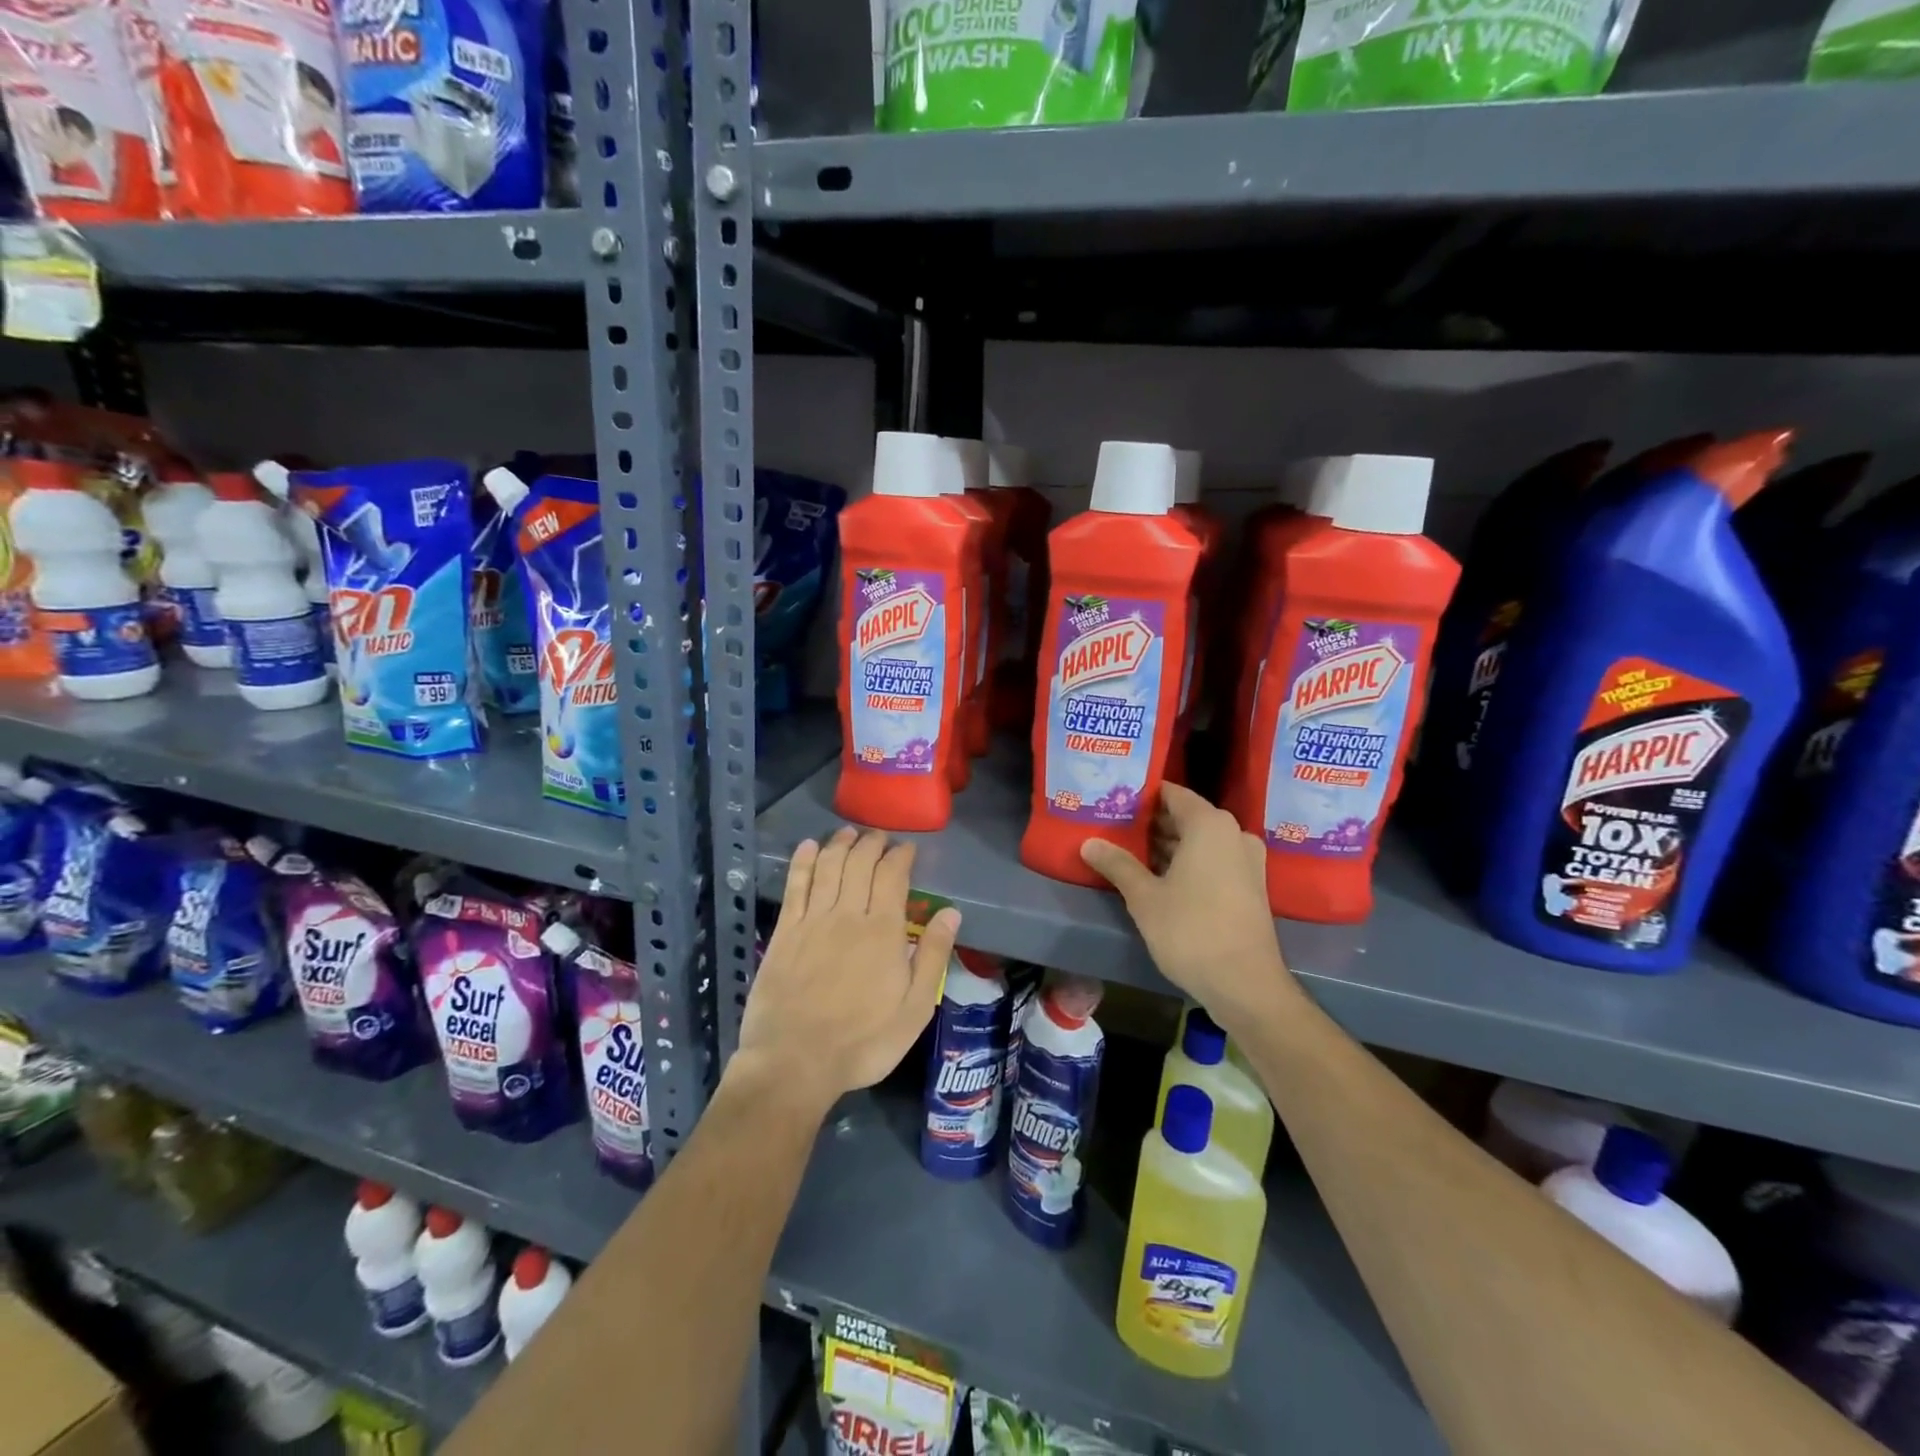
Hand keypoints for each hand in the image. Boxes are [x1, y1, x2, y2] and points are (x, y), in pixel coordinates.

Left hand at [733, 826, 960, 1117]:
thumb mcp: (915, 1008)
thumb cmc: (863, 1041)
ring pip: (828, 867)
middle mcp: (847, 914)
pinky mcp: (784, 932)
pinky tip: (808, 847)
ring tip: (848, 832)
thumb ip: (934, 956)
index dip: (900, 856)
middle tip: (879, 836)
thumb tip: (951, 912)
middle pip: (860, 863)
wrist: (795, 1062)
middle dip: (872, 843)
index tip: (907, 848)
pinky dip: (802, 862)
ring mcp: (812, 921)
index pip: (892, 876)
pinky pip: (795, 886)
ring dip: (839, 844)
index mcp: (883, 930)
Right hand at [1079, 783, 1295, 1036]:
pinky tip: (1158, 878)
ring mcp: (1246, 860)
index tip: (1114, 800)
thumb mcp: (1144, 897)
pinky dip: (1187, 862)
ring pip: (1200, 841)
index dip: (1142, 795)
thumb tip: (1089, 842)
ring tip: (1128, 852)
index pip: (1171, 793)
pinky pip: (1213, 860)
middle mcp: (1233, 833)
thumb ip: (1117, 864)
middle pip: (1186, 816)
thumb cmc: (1191, 930)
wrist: (1245, 984)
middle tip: (1114, 827)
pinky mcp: (1250, 886)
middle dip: (1151, 822)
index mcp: (1209, 825)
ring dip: (1168, 845)